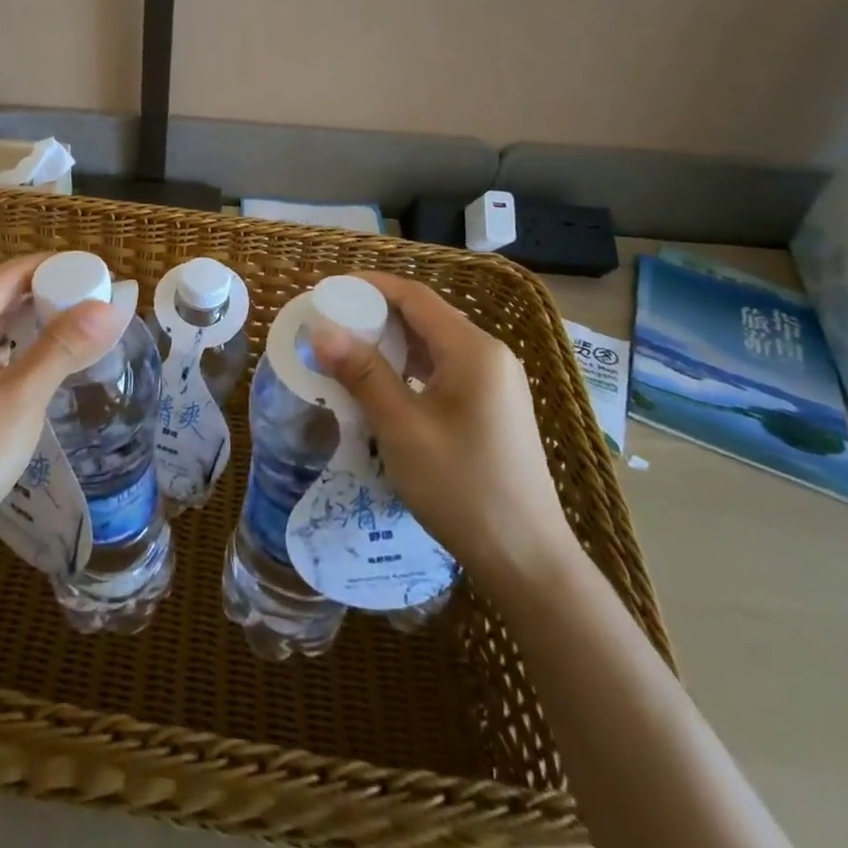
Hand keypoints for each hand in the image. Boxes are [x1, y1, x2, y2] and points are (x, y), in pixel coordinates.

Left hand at [0, 254, 124, 569]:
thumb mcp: (22, 400)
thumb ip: (64, 346)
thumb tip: (111, 306)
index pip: (12, 271)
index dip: (57, 267)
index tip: (99, 276)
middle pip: (0, 290)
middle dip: (48, 291)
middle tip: (96, 304)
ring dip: (32, 316)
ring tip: (78, 327)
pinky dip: (13, 339)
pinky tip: (39, 357)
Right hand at [308, 272, 576, 586]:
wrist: (527, 561)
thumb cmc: (461, 487)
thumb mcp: (402, 428)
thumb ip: (362, 373)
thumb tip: (321, 329)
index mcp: (473, 350)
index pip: (415, 296)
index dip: (370, 286)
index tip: (328, 290)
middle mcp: (490, 355)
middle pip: (425, 317)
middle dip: (376, 314)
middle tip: (330, 324)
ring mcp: (495, 383)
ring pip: (434, 345)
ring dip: (391, 343)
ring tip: (346, 352)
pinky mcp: (493, 408)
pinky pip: (444, 370)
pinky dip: (409, 368)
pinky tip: (382, 387)